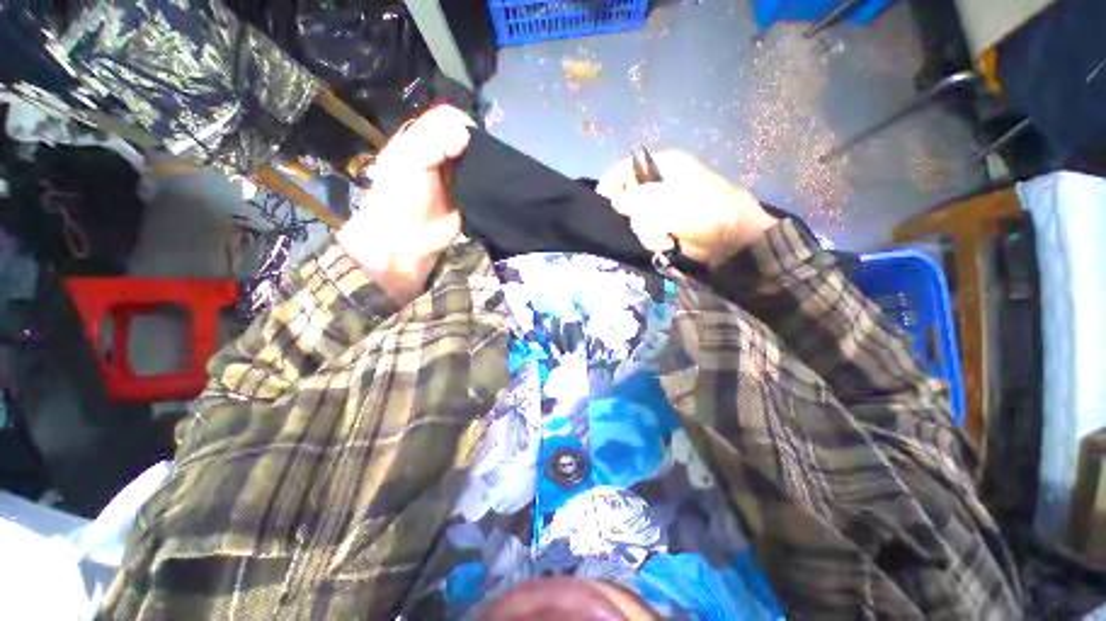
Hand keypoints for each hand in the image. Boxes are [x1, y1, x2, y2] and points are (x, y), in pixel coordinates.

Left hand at [335, 105, 474, 304]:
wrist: (407, 239)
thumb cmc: (401, 197)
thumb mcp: (412, 162)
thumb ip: (436, 144)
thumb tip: (466, 136)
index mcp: (420, 141)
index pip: (444, 118)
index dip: (460, 122)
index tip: (471, 136)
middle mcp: (439, 156)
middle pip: (463, 137)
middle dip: (476, 142)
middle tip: (484, 154)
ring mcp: (454, 178)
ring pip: (474, 160)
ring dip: (484, 162)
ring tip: (492, 168)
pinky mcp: (467, 197)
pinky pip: (481, 183)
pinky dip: (488, 181)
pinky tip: (493, 182)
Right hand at [596, 151, 777, 267]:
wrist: (731, 239)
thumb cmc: (705, 211)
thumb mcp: (670, 200)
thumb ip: (638, 199)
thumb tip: (615, 202)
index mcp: (663, 167)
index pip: (626, 169)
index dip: (611, 183)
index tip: (601, 199)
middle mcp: (659, 185)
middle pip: (627, 199)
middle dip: (637, 215)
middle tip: (650, 220)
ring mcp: (661, 208)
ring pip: (635, 221)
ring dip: (648, 232)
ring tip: (667, 235)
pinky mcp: (664, 227)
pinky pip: (646, 234)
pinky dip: (655, 241)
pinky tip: (669, 242)